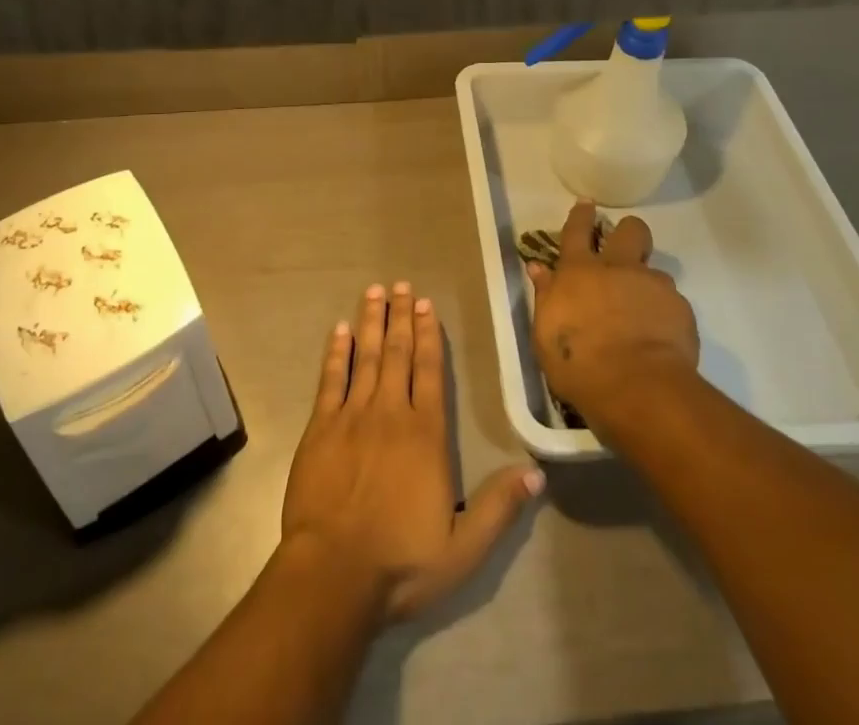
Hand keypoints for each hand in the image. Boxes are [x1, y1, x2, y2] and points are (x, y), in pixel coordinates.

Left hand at [281, 281, 543, 623]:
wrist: (334, 573)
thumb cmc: (401, 561)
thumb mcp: (463, 548)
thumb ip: (499, 507)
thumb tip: (537, 473)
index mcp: (426, 435)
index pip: (430, 372)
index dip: (429, 335)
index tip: (426, 304)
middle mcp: (390, 414)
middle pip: (397, 354)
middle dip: (400, 317)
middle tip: (401, 285)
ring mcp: (352, 417)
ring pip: (365, 357)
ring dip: (371, 322)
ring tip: (375, 291)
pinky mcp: (321, 427)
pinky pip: (330, 379)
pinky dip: (336, 352)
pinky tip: (339, 329)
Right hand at [529, 201, 699, 424]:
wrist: (637, 388)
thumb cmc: (579, 363)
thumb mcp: (545, 332)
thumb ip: (545, 295)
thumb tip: (538, 268)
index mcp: (578, 271)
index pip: (577, 230)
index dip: (581, 214)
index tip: (587, 203)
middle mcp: (617, 267)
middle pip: (629, 230)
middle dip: (628, 232)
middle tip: (626, 250)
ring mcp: (651, 285)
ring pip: (654, 268)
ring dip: (647, 283)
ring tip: (643, 310)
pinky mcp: (679, 308)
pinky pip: (672, 301)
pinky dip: (664, 313)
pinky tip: (660, 336)